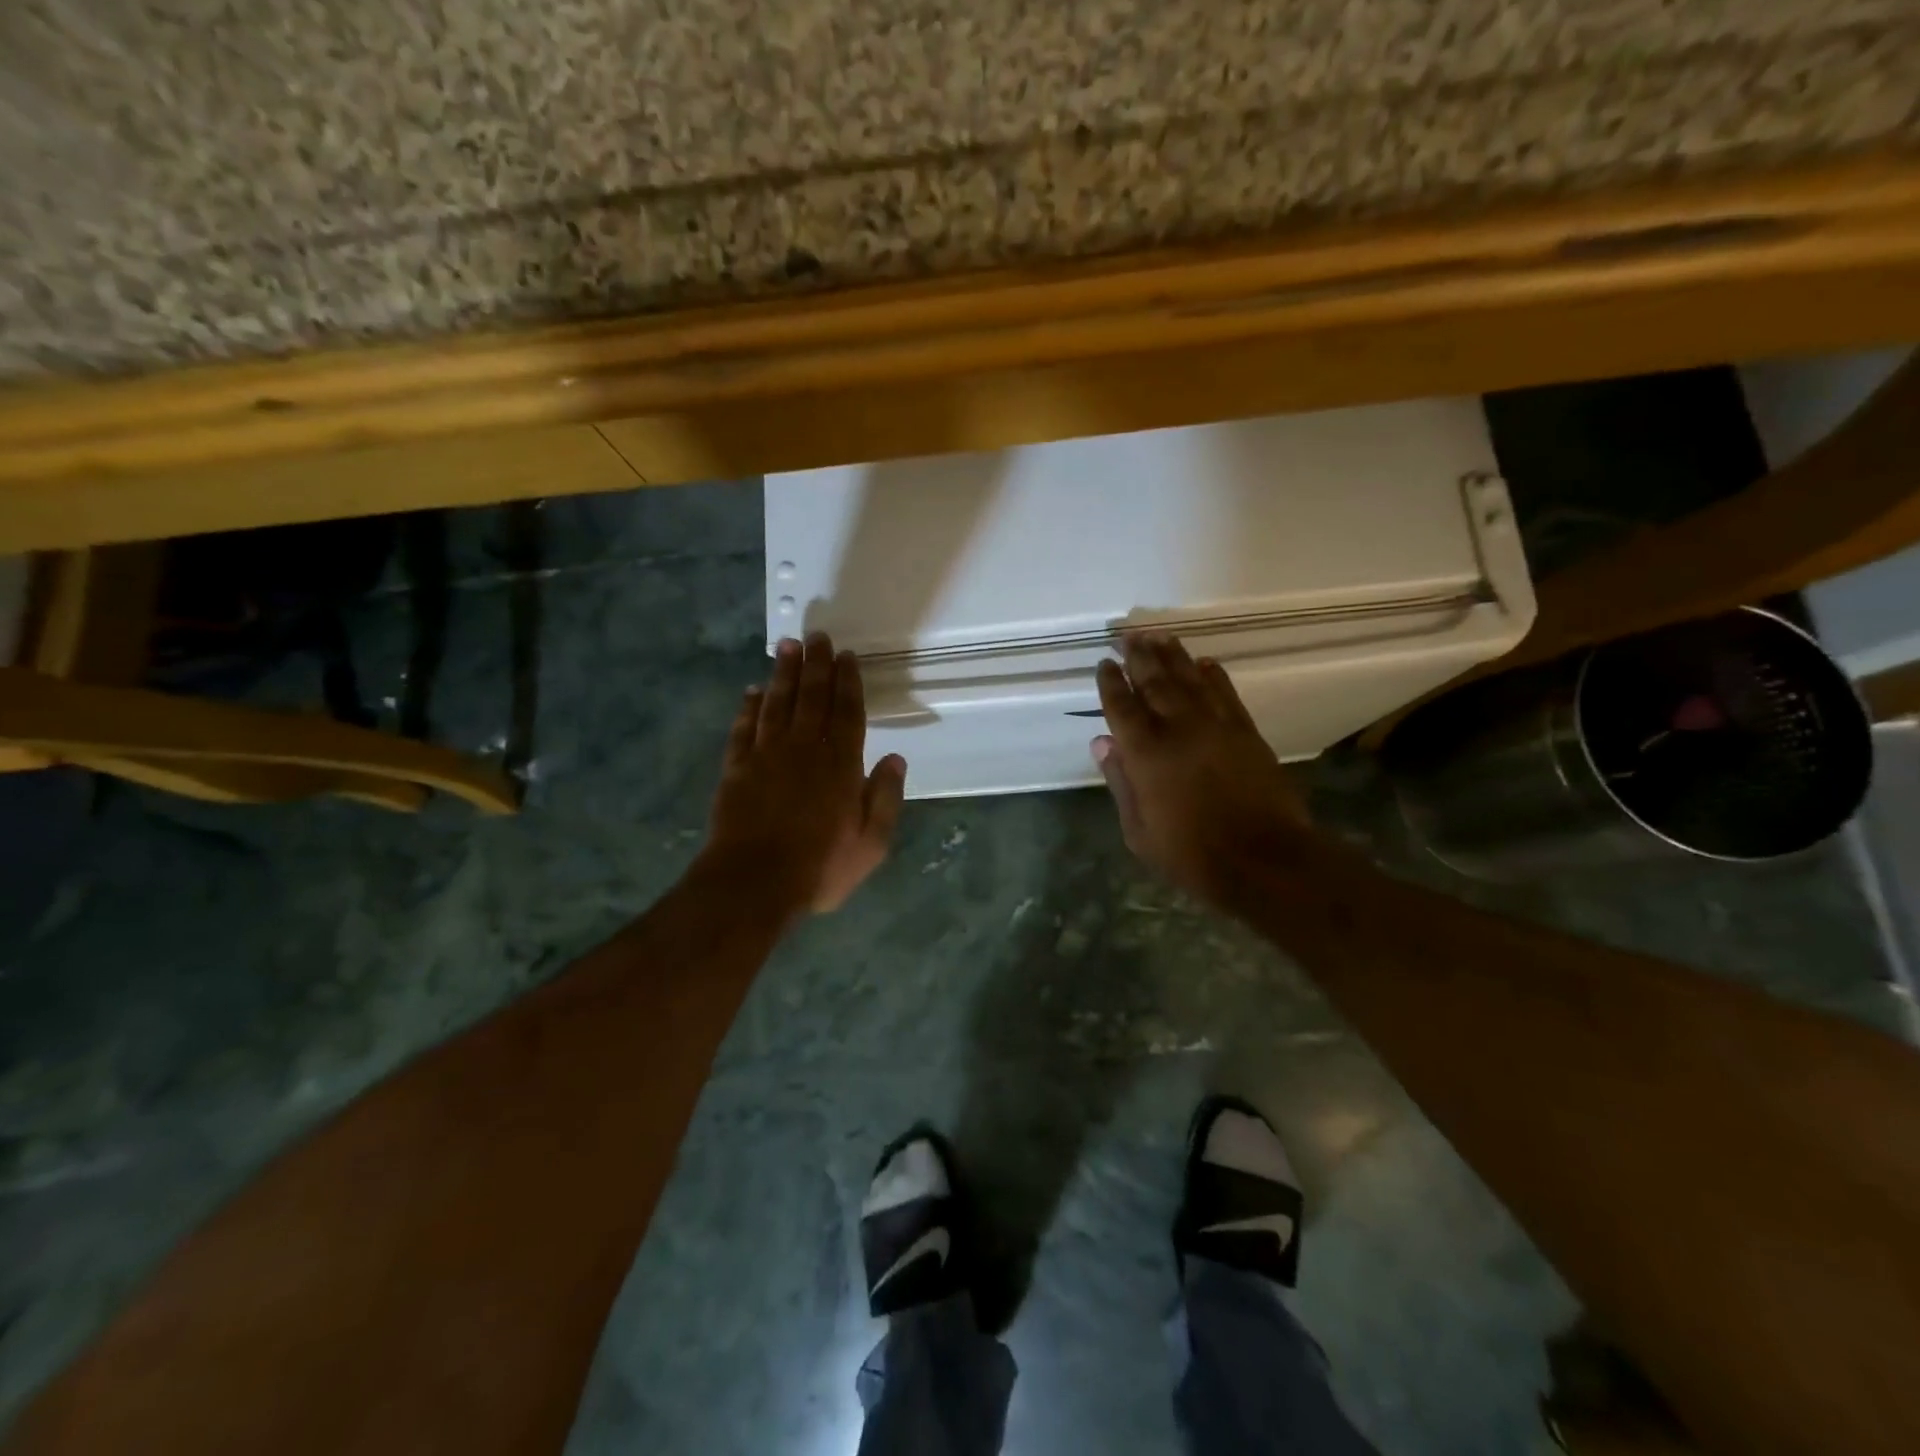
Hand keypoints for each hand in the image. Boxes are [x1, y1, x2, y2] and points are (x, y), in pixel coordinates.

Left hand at [703, 632, 906, 916]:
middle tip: (817, 636)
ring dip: (783, 673)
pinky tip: (752, 690)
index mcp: (841, 765)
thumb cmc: (819, 867)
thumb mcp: (871, 844)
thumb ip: (885, 798)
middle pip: (812, 697)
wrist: (753, 883)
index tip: (847, 656)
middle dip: (816, 665)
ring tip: (787, 646)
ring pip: (777, 704)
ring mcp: (766, 756)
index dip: (848, 682)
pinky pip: (744, 728)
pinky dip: (749, 707)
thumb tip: (896, 758)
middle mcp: (804, 750)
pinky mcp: (737, 769)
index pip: (848, 713)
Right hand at [1091, 633, 1307, 909]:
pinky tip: (1204, 662)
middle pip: (1155, 682)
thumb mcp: (1140, 832)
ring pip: (1189, 680)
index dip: (1111, 683)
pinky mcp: (1246, 731)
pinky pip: (1226, 693)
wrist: (1265, 860)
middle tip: (1129, 635)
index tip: (1104, 663)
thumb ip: (1120, 782)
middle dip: (1139, 657)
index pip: (1122, 707)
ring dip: (1173, 656)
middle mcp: (1179, 729)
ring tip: (1159, 636)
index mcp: (1146, 753)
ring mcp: (1216, 726)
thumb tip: (1101, 742)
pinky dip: (1213, 675)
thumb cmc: (1192, 855)